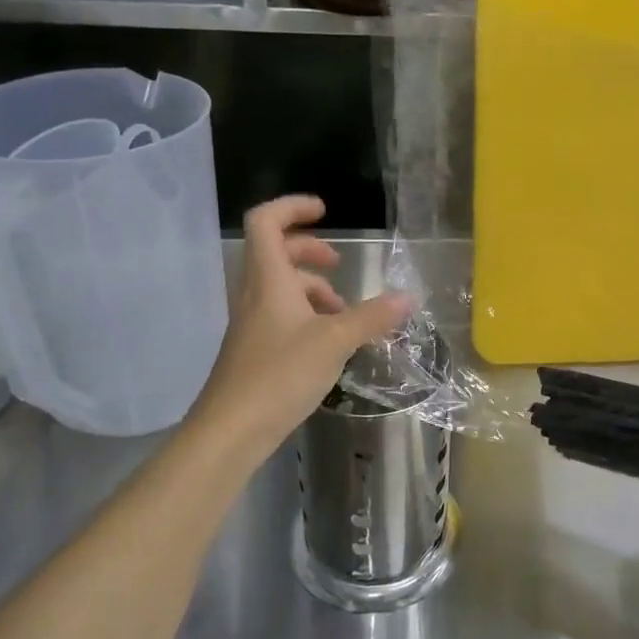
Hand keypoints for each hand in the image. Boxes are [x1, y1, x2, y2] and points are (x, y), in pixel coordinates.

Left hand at [188, 195, 413, 463]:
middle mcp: (254, 293)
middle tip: (340, 265)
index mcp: (268, 279)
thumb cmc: (279, 375)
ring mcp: (252, 322)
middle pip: (275, 251)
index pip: (265, 221)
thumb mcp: (335, 342)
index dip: (292, 207)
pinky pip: (281, 314)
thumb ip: (372, 317)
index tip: (325, 211)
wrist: (230, 431)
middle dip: (309, 250)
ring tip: (345, 312)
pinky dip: (307, 315)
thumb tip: (409, 297)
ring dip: (312, 288)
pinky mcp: (255, 349)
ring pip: (280, 286)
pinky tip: (330, 342)